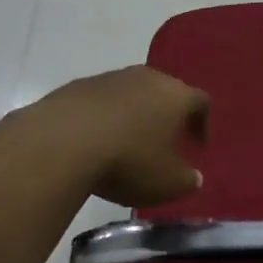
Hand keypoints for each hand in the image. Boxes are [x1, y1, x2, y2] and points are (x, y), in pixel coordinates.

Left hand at [36, 66, 209, 207]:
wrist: (60, 142)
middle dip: (167, 114)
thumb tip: (193, 176)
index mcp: (176, 96)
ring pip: (131, 93)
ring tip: (126, 142)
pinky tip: (94, 140)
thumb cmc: (128, 161)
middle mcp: (146, 78)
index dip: (202, 123)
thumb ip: (187, 180)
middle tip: (164, 140)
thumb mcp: (167, 184)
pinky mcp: (76, 86)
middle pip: (165, 91)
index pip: (200, 101)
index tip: (197, 145)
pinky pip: (99, 100)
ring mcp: (109, 78)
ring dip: (133, 113)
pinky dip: (103, 116)